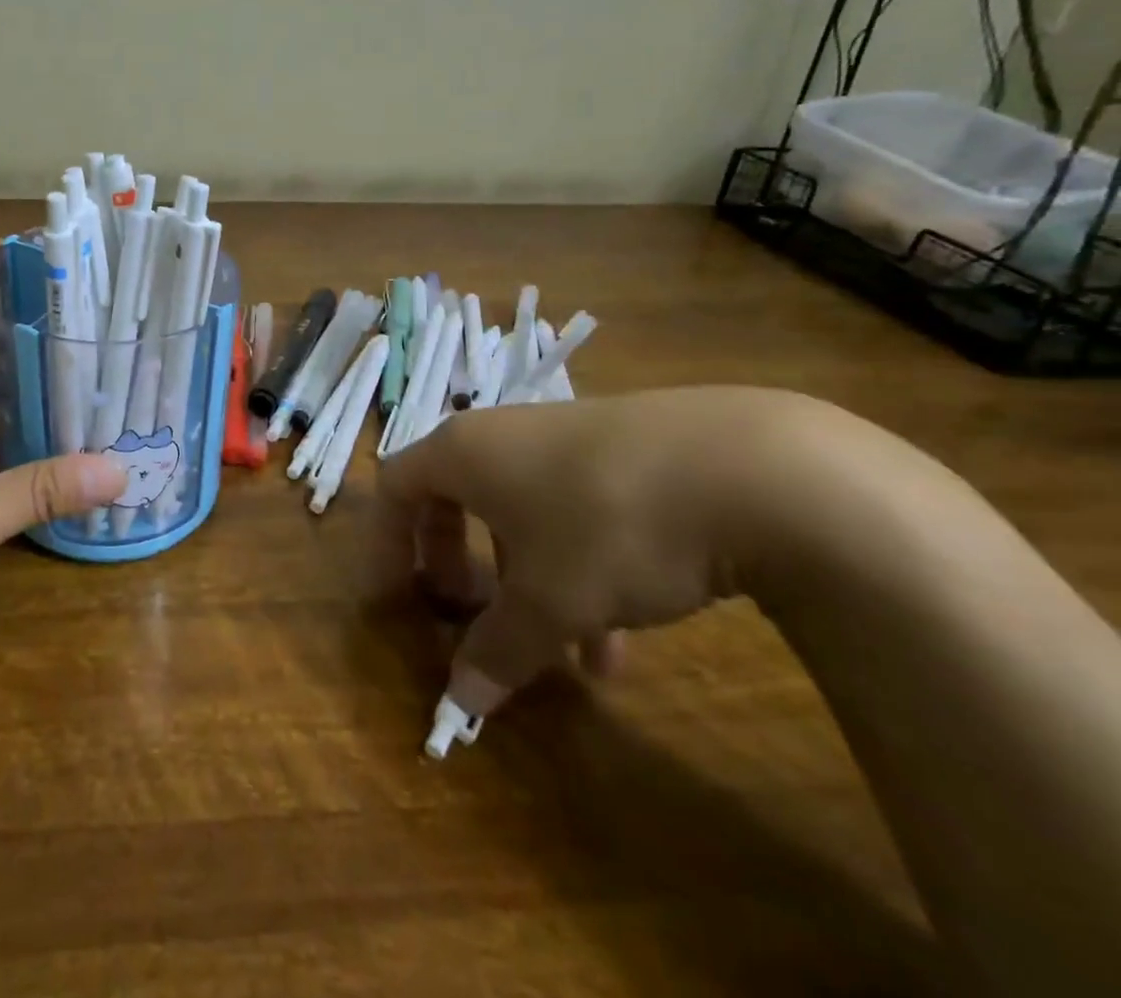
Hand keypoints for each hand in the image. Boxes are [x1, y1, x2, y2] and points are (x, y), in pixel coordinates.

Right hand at [376, 387, 809, 713]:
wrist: (753, 469)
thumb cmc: (607, 526)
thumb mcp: (549, 602)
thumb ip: (497, 649)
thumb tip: (459, 701)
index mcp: (463, 453)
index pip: (395, 487)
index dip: (385, 542)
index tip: (393, 596)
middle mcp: (504, 436)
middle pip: (454, 496)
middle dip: (454, 559)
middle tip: (466, 611)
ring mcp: (567, 439)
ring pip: (522, 512)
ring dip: (526, 580)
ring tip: (562, 654)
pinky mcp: (625, 453)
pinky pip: (575, 512)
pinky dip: (579, 569)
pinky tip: (622, 637)